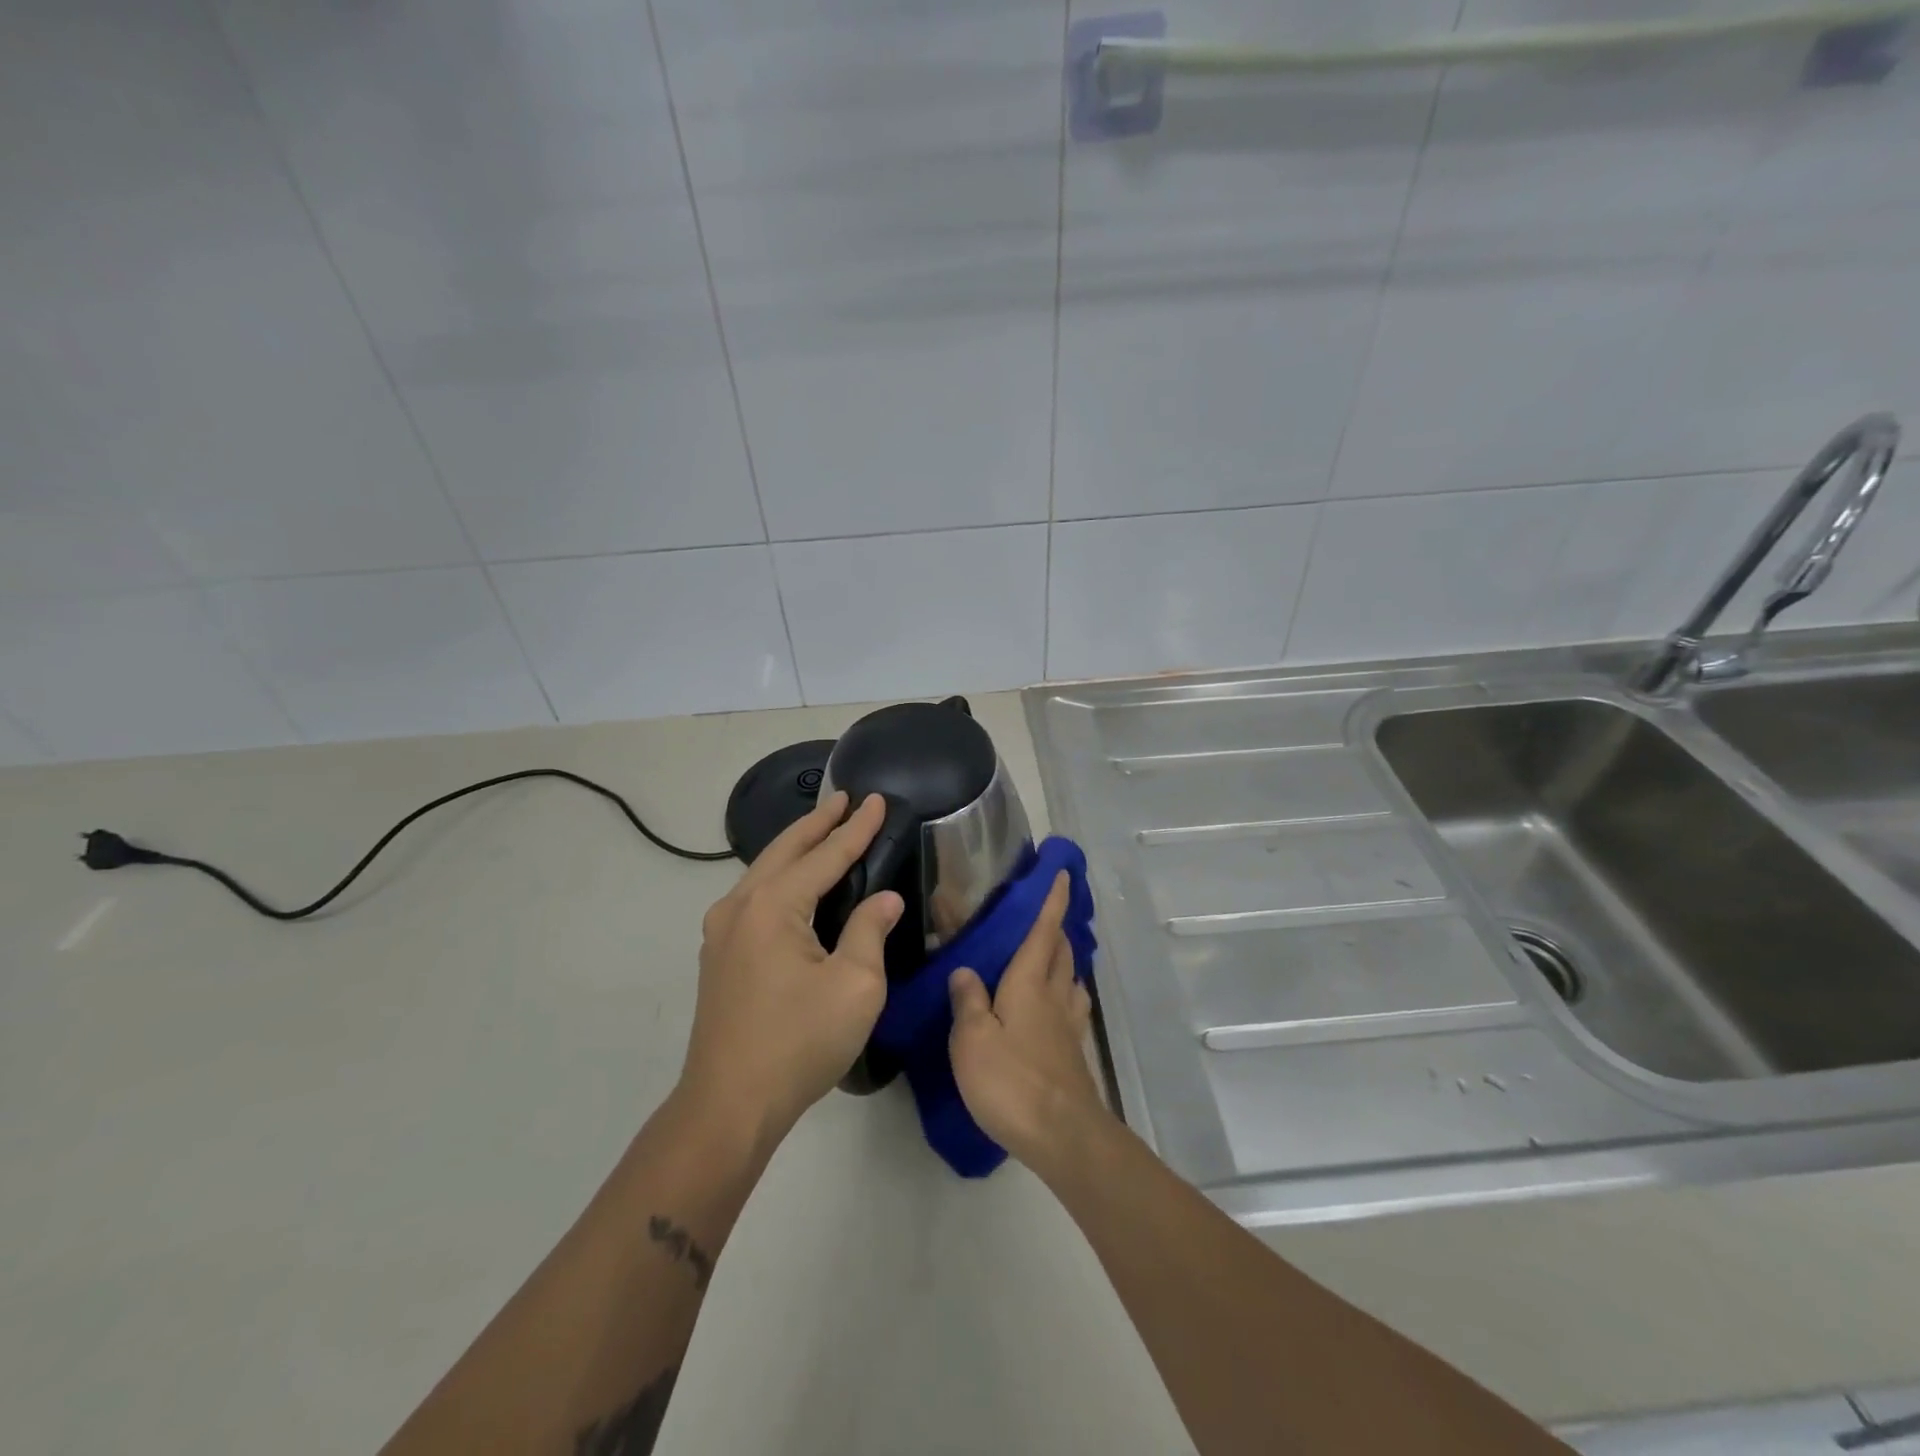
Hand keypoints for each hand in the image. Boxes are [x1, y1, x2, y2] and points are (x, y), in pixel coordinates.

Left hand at [680, 790, 902, 1150]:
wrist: (729, 1105)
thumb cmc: (799, 1043)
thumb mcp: (855, 986)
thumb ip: (870, 931)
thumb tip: (884, 899)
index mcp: (772, 906)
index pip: (825, 855)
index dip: (855, 828)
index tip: (876, 800)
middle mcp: (740, 906)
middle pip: (784, 850)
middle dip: (818, 823)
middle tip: (844, 799)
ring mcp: (722, 931)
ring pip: (764, 871)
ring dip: (796, 847)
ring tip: (823, 829)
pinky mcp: (719, 955)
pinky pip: (754, 896)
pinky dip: (780, 874)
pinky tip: (793, 880)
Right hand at [947, 872, 1106, 1167]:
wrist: (1063, 1135)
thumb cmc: (1012, 1081)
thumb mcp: (973, 1039)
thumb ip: (968, 1000)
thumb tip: (965, 970)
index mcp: (1029, 982)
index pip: (1043, 929)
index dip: (1053, 900)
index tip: (1064, 873)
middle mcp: (1054, 995)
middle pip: (1061, 950)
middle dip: (1056, 927)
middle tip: (1043, 915)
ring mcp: (1068, 1025)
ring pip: (1070, 978)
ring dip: (1063, 959)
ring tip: (1047, 957)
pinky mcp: (1074, 1052)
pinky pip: (1071, 1007)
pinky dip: (1065, 993)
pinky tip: (1056, 1006)